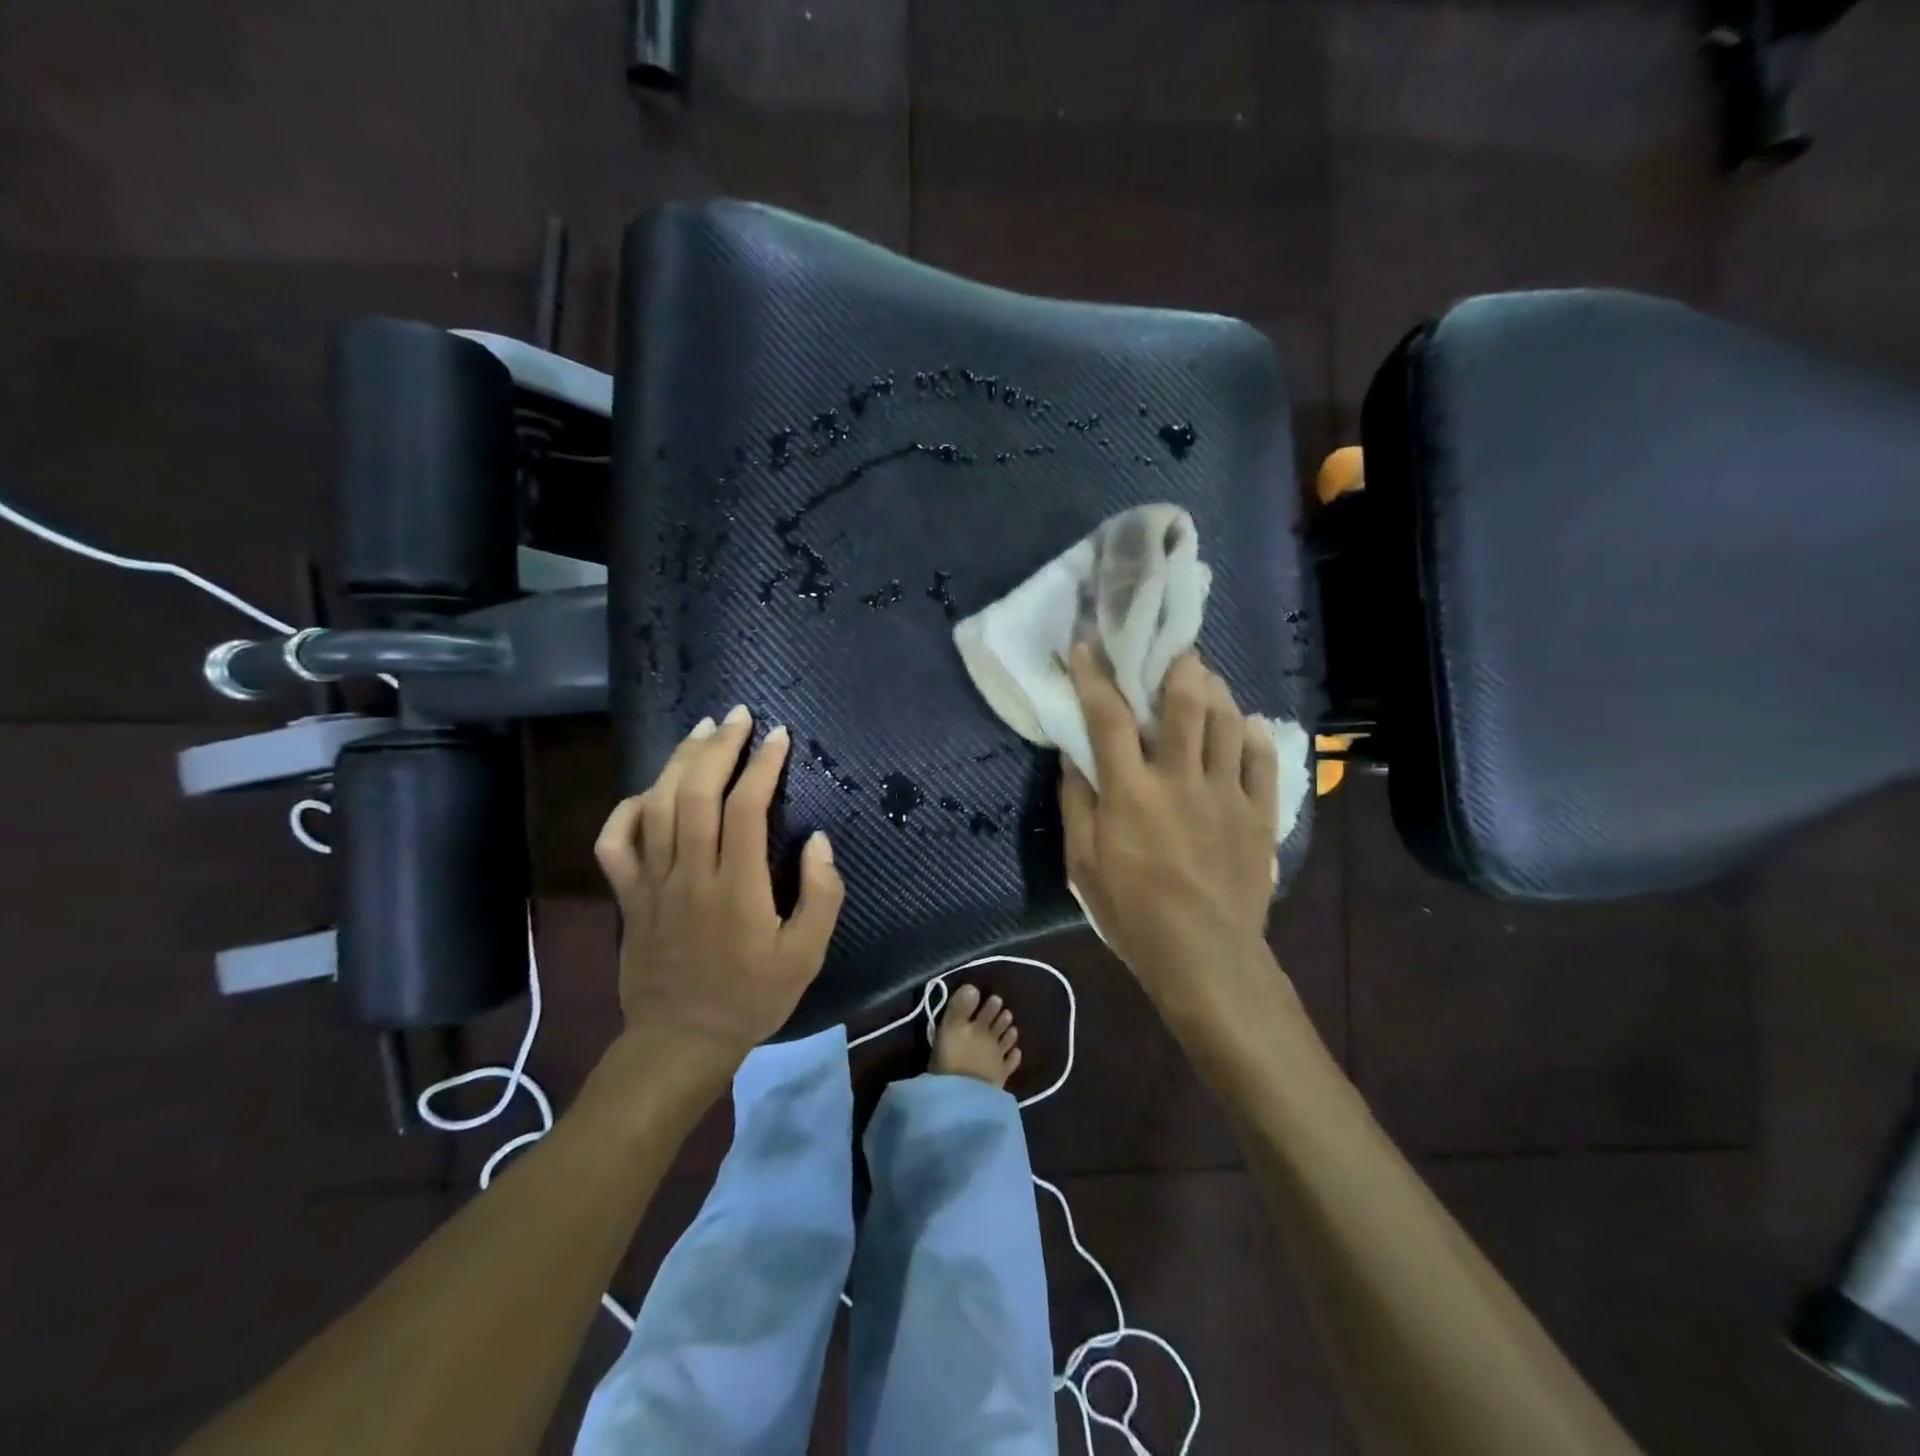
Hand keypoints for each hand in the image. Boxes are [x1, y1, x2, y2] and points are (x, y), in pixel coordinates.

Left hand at [594, 706, 844, 1070]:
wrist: (680, 1040)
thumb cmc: (751, 997)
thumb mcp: (805, 956)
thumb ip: (821, 896)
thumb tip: (818, 840)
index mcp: (736, 888)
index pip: (746, 807)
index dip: (763, 765)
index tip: (779, 737)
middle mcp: (689, 874)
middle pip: (696, 793)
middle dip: (718, 747)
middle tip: (737, 716)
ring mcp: (651, 883)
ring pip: (657, 806)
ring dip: (679, 761)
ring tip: (701, 731)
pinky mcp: (628, 896)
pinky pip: (614, 842)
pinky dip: (626, 809)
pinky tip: (649, 791)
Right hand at [1060, 645, 1281, 1017]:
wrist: (1206, 958)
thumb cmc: (1133, 913)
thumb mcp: (1084, 864)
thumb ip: (1078, 804)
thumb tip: (1073, 756)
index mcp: (1131, 792)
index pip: (1108, 718)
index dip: (1095, 676)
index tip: (1086, 644)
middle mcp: (1181, 780)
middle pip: (1183, 704)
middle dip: (1176, 665)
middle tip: (1171, 647)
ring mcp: (1226, 793)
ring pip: (1227, 721)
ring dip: (1215, 690)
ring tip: (1204, 678)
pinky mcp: (1259, 813)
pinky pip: (1262, 759)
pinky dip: (1253, 734)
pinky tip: (1246, 724)